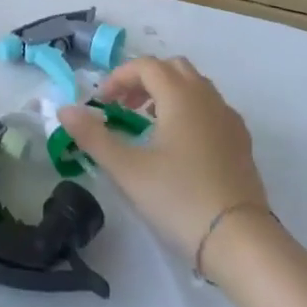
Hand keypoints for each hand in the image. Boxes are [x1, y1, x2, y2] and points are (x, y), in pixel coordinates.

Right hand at [57, 56, 269, 260]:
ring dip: (167, 93)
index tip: (101, 103)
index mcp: (180, 95)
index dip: (118, 78)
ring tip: (148, 125)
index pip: (145, 66)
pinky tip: (180, 146)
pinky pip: (211, 108)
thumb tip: (65, 109)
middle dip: (144, 80)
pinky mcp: (241, 142)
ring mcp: (228, 119)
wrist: (241, 241)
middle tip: (124, 107)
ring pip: (194, 86)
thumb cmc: (179, 198)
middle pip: (172, 68)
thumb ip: (93, 136)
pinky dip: (189, 111)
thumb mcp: (127, 169)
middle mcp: (206, 97)